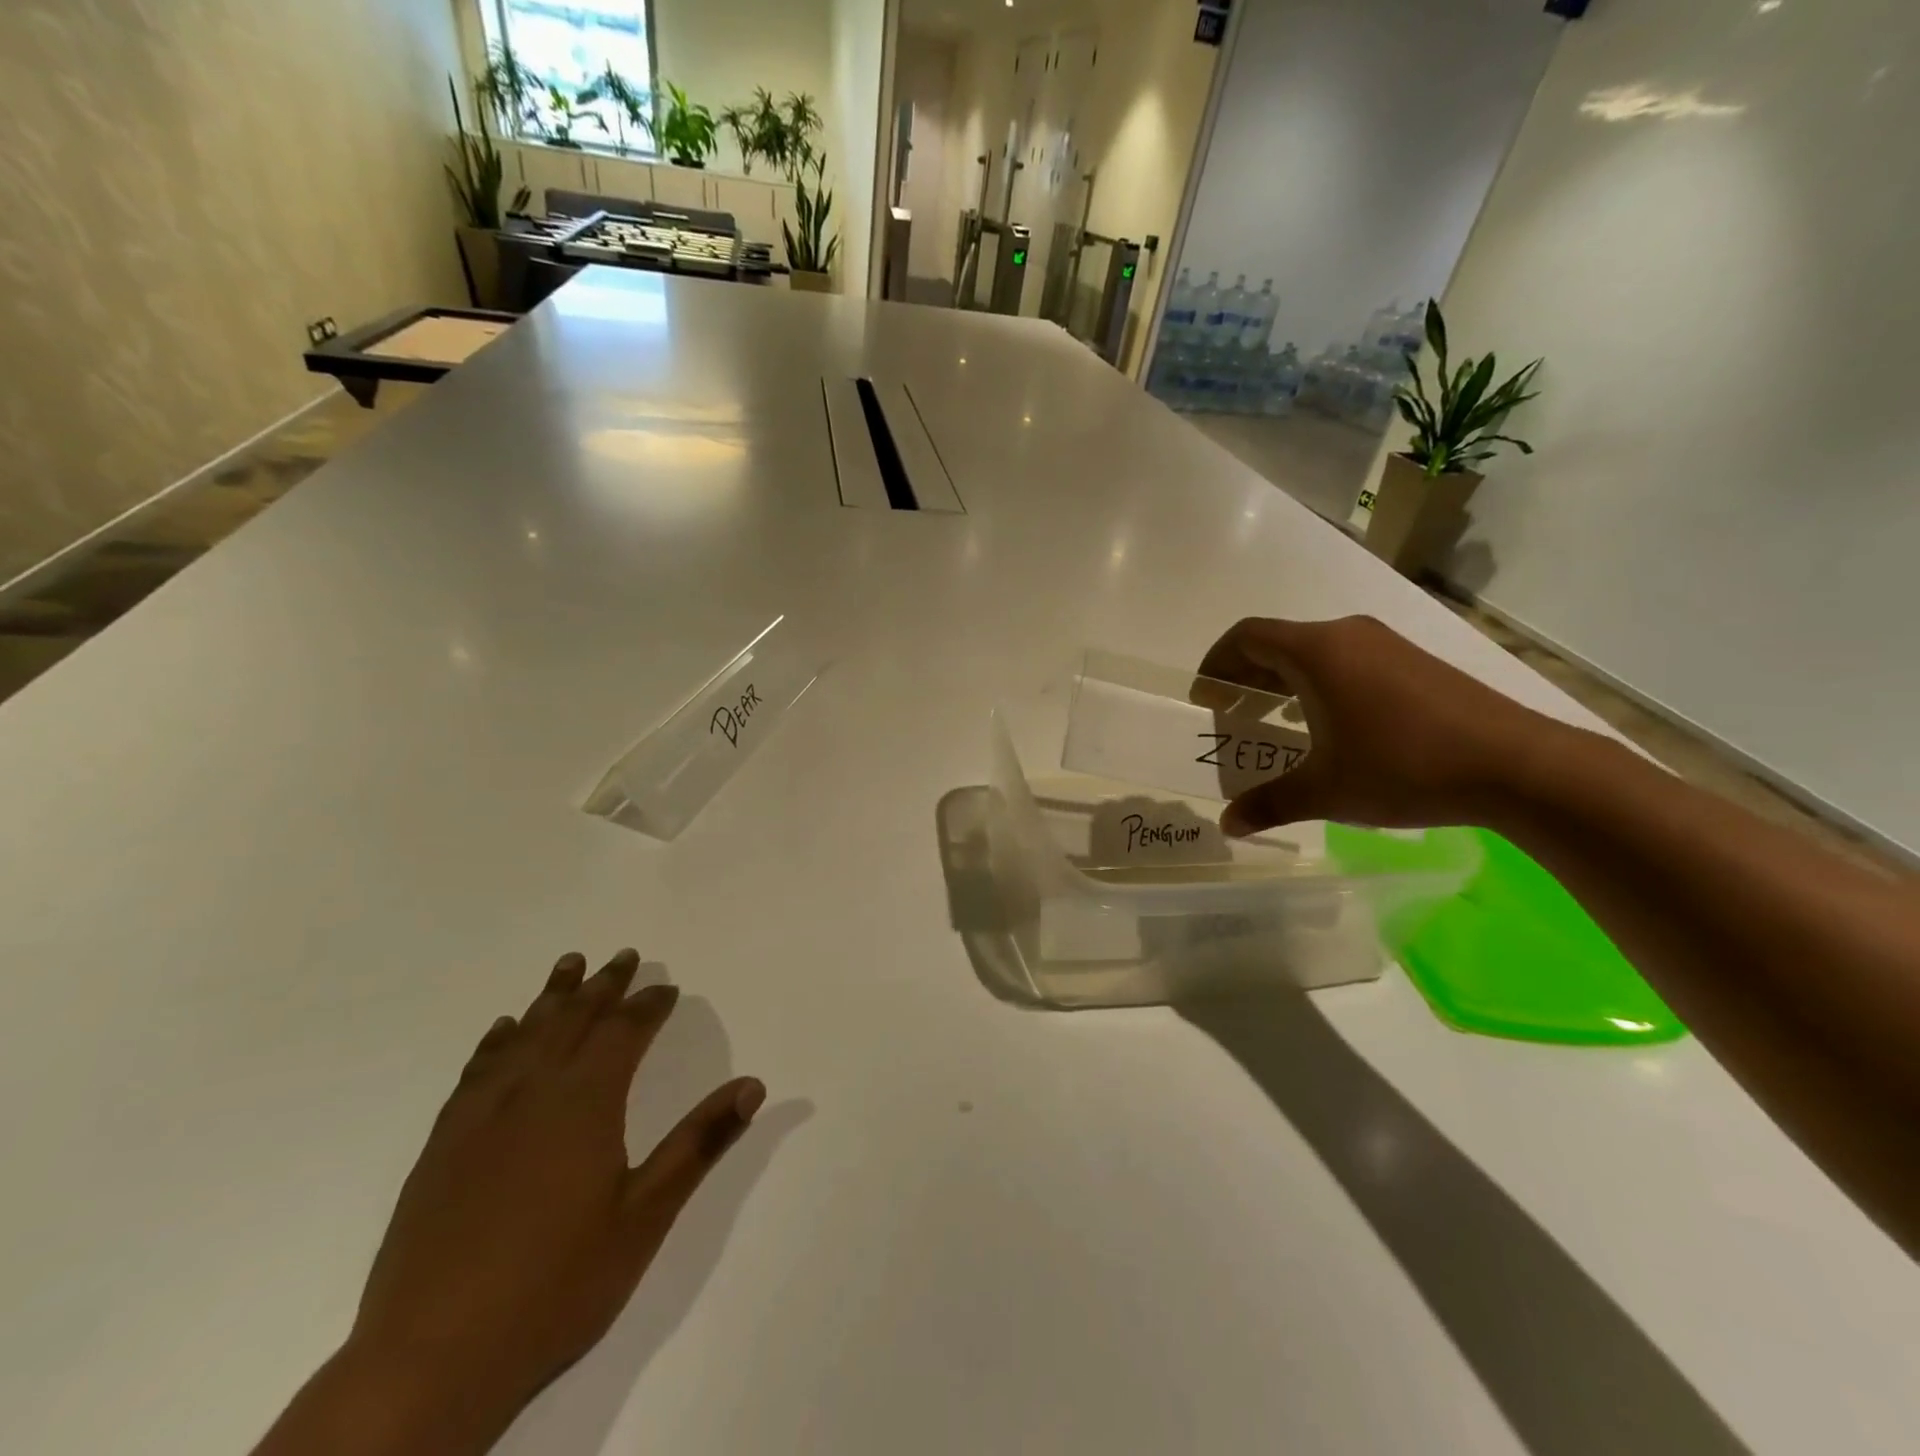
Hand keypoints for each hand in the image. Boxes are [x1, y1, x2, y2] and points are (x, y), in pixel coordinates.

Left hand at [343, 950, 762, 1448]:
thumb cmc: (556, 1285)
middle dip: (603, 985)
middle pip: (574, 1019)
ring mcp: (481, 1116)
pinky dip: (497, 1039)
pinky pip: (477, 1069)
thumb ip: (699, 1143)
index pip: (624, 1031)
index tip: (666, 987)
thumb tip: (752, 1085)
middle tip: (624, 956)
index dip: (648, 1004)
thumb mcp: (645, 1217)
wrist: (430, 1360)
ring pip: (525, 1034)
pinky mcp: (443, 1145)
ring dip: (552, 996)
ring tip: (570, 964)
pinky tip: (505, 1029)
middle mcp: (532, 1092)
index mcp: (585, 1102)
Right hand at [1195, 615, 1556, 835]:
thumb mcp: (1326, 791)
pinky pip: (1347, 662)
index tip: (1204, 698)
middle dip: (1246, 677)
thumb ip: (1269, 803)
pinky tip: (1329, 726)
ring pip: (1315, 652)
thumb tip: (1228, 826)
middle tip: (1232, 716)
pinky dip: (1320, 685)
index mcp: (1317, 652)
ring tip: (1275, 723)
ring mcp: (1386, 645)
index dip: (1216, 663)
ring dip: (1284, 682)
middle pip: (1278, 642)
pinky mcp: (1414, 662)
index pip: (1247, 637)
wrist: (1517, 765)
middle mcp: (1348, 636)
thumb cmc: (1404, 767)